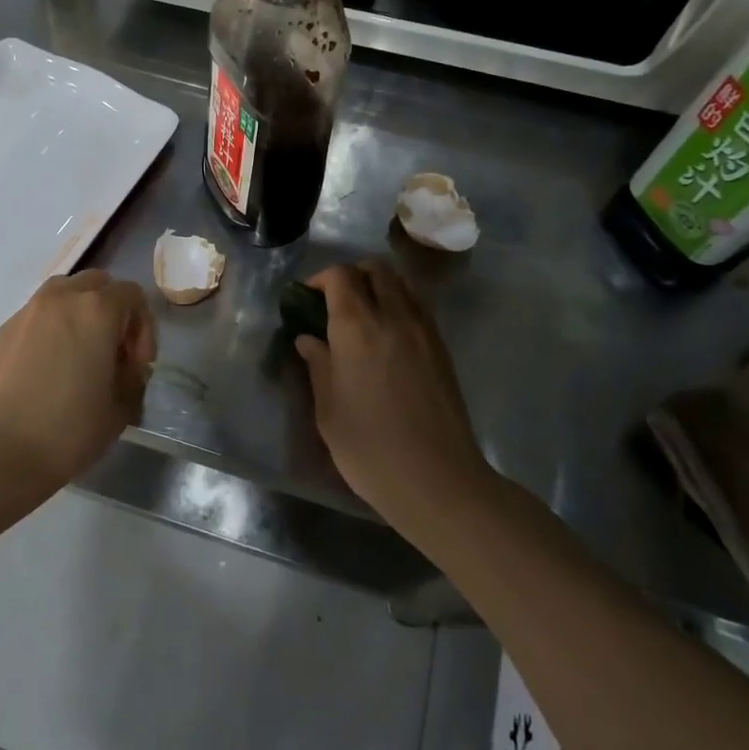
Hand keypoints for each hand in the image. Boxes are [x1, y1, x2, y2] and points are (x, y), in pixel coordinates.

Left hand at [0, 270, 155, 488]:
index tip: (136, 365)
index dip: (143, 328)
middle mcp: (60, 299)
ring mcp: (25, 313)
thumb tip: (124, 368)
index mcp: (96, 310)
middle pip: (96, 283)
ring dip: (77, 314)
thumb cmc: (69, 430)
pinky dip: (47, 332)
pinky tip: (43, 372)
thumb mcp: (121, 408)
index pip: (132, 295)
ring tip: (77, 354)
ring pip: (61, 294)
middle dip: (111, 310)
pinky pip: (33, 319)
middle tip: (110, 351)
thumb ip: (132, 377)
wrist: (0, 453)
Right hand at [295, 261, 485, 519]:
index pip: (340, 276)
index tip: (306, 300)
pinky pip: (419, 307)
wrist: (437, 479)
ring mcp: (424, 331)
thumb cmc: (369, 448)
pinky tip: (388, 339)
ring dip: (379, 287)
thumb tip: (309, 339)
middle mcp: (394, 317)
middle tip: (334, 304)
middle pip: (376, 270)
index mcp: (357, 327)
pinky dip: (400, 306)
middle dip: (351, 276)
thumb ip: (318, 366)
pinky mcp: (442, 349)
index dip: (320, 279)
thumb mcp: (327, 410)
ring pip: (402, 284)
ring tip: (363, 318)